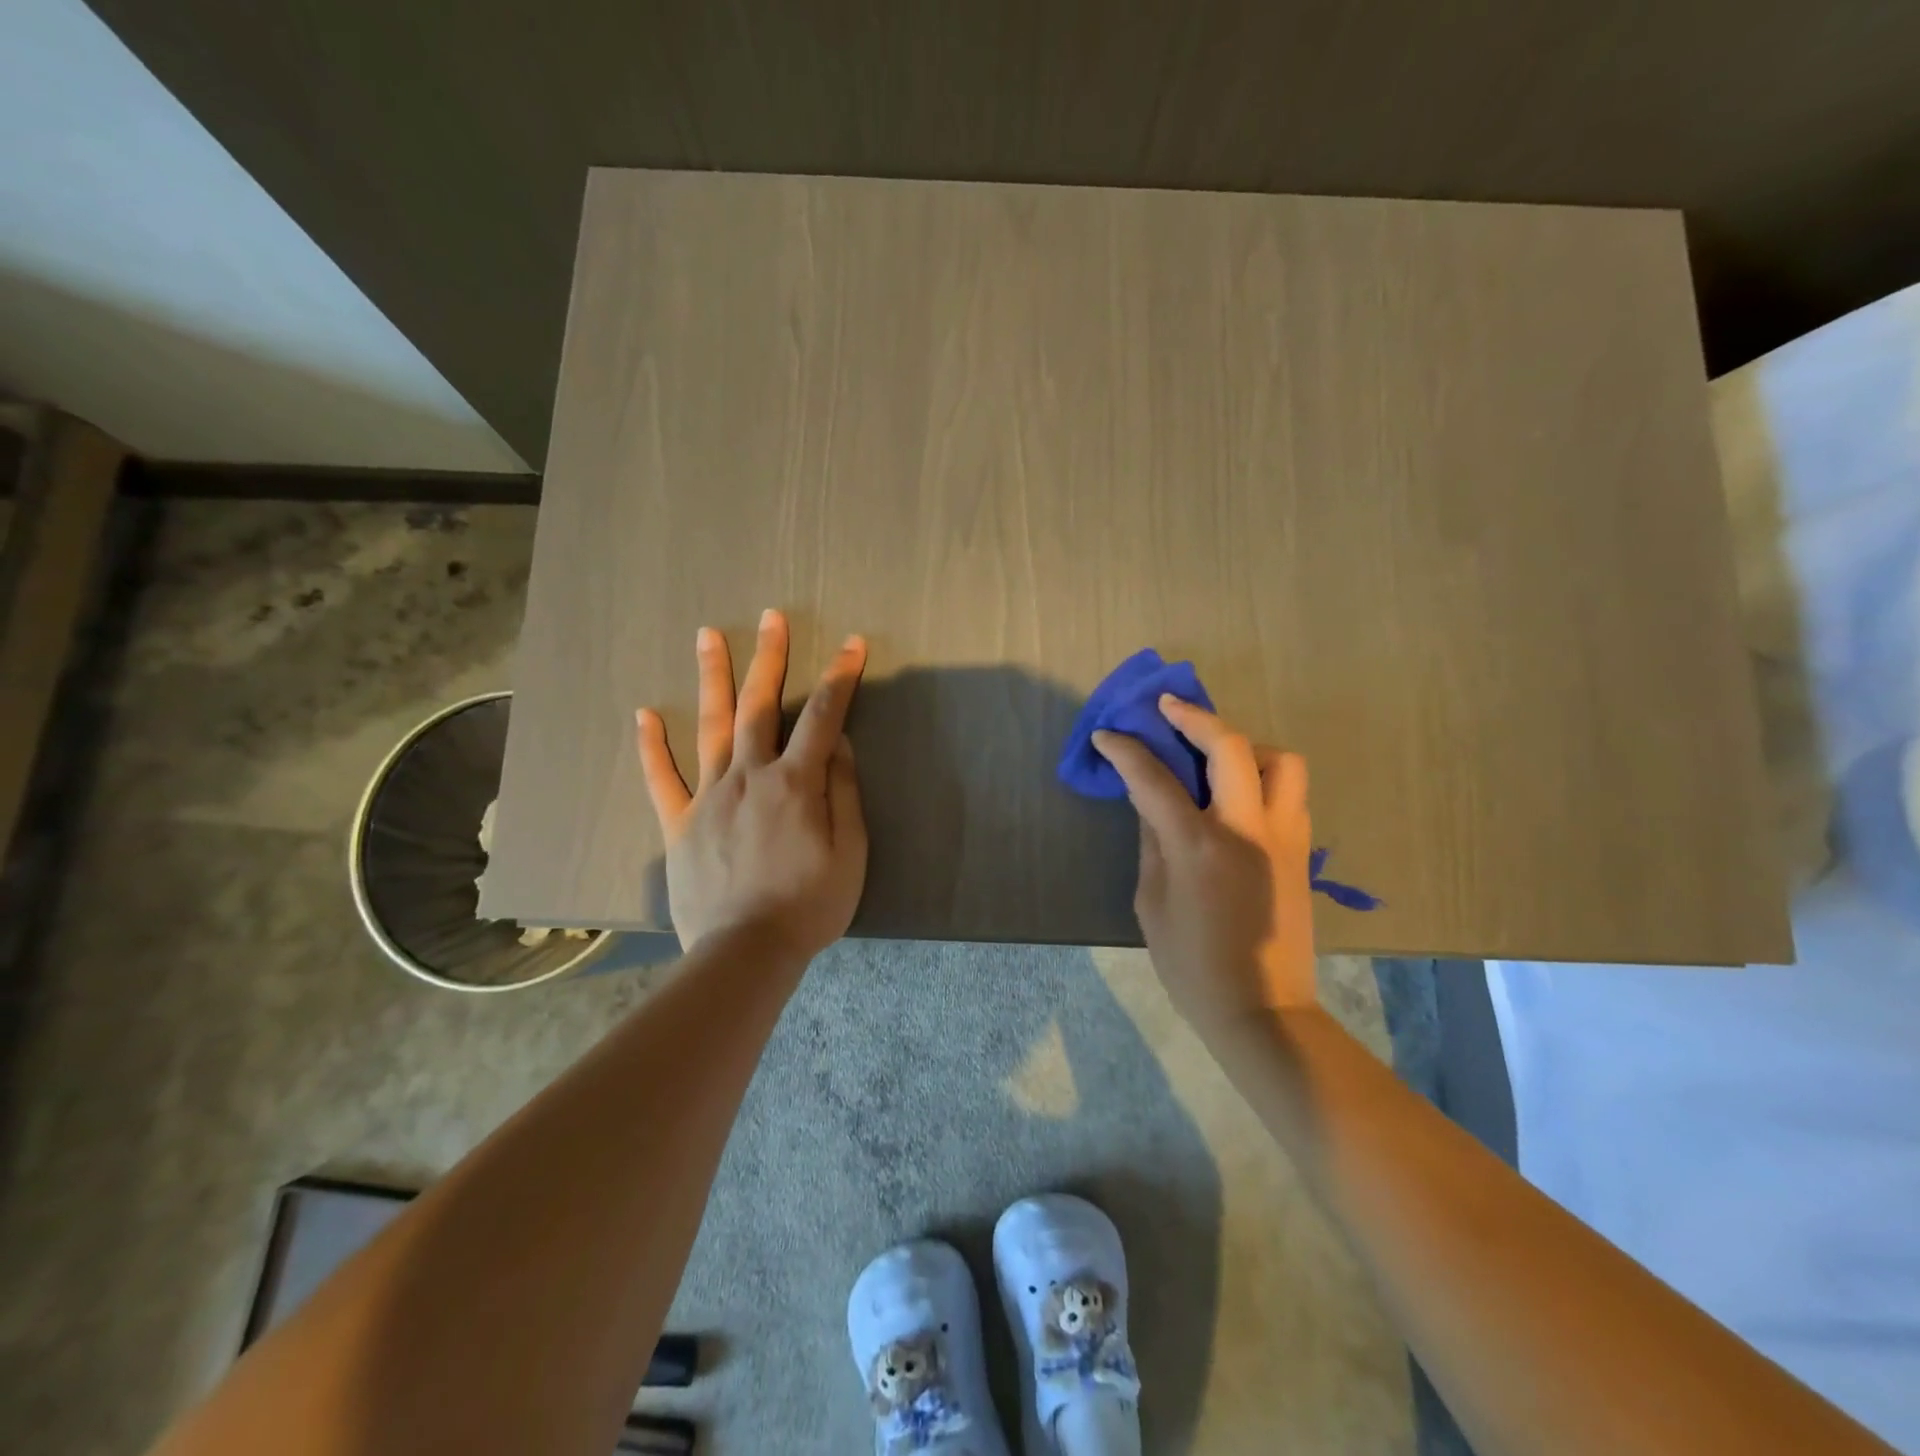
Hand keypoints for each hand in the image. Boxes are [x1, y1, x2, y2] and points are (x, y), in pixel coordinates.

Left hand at [636, 609, 867, 956]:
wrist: (746, 952)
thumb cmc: (810, 905)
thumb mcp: (850, 853)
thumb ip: (843, 794)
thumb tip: (839, 746)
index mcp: (795, 783)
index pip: (824, 718)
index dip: (841, 678)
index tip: (852, 644)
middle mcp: (750, 776)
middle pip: (760, 706)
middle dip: (770, 658)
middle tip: (771, 618)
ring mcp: (709, 796)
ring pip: (710, 727)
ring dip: (713, 678)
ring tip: (709, 636)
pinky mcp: (679, 823)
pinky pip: (662, 779)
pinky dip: (651, 747)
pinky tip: (643, 715)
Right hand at [1093, 696, 1316, 1029]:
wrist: (1262, 1008)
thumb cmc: (1191, 963)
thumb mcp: (1151, 902)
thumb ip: (1152, 842)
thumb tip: (1150, 802)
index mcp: (1198, 845)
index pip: (1155, 778)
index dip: (1126, 750)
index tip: (1107, 734)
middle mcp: (1247, 828)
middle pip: (1229, 746)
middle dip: (1194, 717)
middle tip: (1168, 709)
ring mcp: (1283, 837)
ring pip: (1280, 761)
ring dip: (1244, 745)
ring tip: (1216, 756)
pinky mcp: (1302, 850)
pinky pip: (1290, 792)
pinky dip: (1264, 776)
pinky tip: (1238, 793)